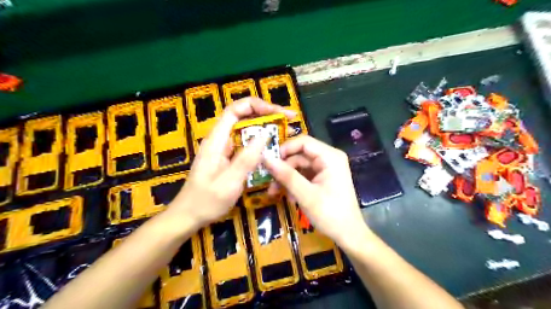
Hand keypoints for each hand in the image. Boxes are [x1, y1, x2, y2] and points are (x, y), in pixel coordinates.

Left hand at [171, 98, 296, 230]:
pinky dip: (261, 142)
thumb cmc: (206, 201)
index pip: (234, 110)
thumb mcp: (229, 182)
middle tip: (288, 120)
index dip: (256, 105)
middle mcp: (220, 140)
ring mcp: (224, 149)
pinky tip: (273, 148)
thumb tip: (265, 135)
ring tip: (285, 131)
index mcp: (216, 141)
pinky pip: (246, 144)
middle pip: (243, 117)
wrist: (189, 216)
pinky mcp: (228, 158)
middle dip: (266, 114)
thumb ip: (246, 159)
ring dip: (265, 128)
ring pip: (246, 130)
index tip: (277, 112)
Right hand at [264, 136, 371, 247]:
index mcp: (330, 157)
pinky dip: (293, 184)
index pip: (303, 142)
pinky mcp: (322, 178)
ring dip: (286, 179)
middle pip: (299, 155)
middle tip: (268, 182)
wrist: (348, 235)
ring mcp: (325, 169)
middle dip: (283, 168)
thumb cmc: (330, 214)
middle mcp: (328, 158)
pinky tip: (288, 197)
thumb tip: (265, 158)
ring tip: (274, 193)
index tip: (268, 161)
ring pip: (299, 166)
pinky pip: (303, 175)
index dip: (284, 149)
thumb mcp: (306, 195)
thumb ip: (286, 175)